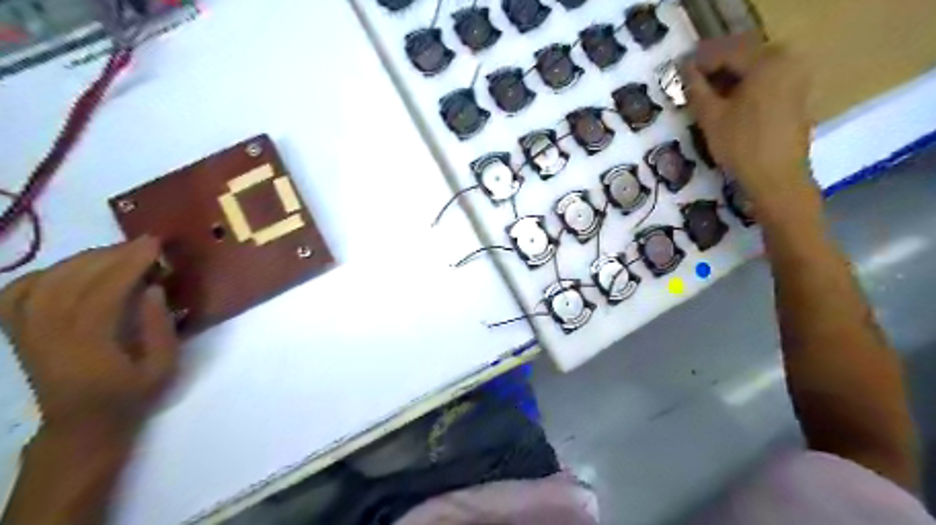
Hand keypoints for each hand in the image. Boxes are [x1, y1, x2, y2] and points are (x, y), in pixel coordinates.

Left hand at [0, 239, 177, 439]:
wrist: (82, 424)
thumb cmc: (130, 396)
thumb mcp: (162, 367)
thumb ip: (159, 328)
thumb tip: (153, 289)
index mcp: (87, 346)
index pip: (104, 291)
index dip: (129, 264)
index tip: (154, 244)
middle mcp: (48, 335)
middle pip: (72, 281)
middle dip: (110, 255)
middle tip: (141, 243)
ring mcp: (27, 332)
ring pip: (44, 281)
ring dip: (81, 259)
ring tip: (115, 252)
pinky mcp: (20, 332)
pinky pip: (16, 293)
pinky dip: (40, 274)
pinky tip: (67, 269)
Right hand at [681, 34, 819, 217]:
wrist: (777, 178)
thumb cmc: (741, 146)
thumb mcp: (711, 118)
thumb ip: (696, 90)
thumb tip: (683, 72)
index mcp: (766, 62)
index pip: (725, 53)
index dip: (698, 63)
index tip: (676, 74)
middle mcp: (786, 62)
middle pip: (741, 59)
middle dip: (712, 70)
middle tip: (686, 85)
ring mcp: (794, 79)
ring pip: (752, 72)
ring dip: (726, 81)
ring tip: (701, 97)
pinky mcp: (795, 97)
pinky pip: (763, 83)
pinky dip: (742, 89)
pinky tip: (724, 105)